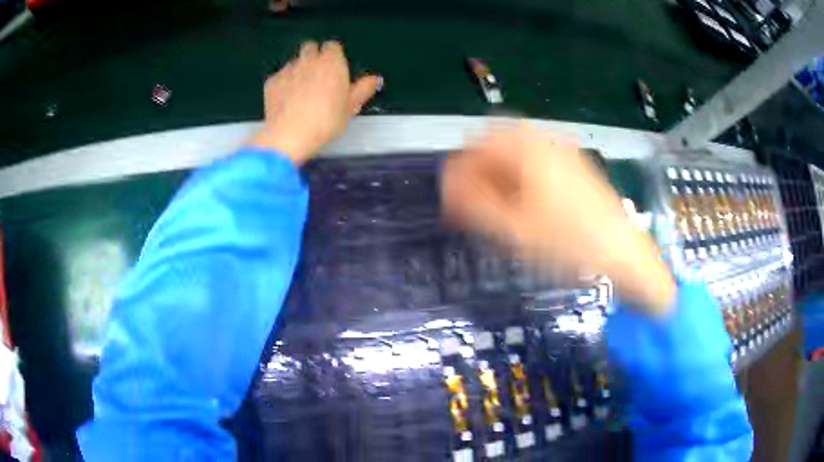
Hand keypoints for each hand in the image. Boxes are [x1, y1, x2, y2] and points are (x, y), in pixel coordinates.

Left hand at [248, 40, 380, 164]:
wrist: (289, 135)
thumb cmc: (326, 121)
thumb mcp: (350, 107)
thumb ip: (362, 89)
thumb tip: (374, 78)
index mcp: (332, 62)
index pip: (332, 46)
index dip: (333, 56)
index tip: (334, 69)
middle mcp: (308, 60)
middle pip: (310, 47)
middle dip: (313, 56)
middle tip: (317, 76)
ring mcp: (287, 69)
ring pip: (294, 62)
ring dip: (298, 70)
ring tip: (300, 91)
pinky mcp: (271, 82)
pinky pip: (279, 76)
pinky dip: (283, 83)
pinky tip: (285, 100)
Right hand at [442, 124, 674, 314]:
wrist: (623, 251)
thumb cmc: (568, 244)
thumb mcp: (514, 230)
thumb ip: (474, 203)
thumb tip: (447, 184)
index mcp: (527, 149)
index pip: (477, 141)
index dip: (461, 169)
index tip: (456, 200)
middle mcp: (544, 139)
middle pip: (497, 142)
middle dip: (481, 172)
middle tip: (478, 207)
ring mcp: (563, 150)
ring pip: (517, 152)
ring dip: (501, 174)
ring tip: (501, 210)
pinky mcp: (575, 163)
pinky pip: (537, 160)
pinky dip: (522, 177)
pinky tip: (528, 206)